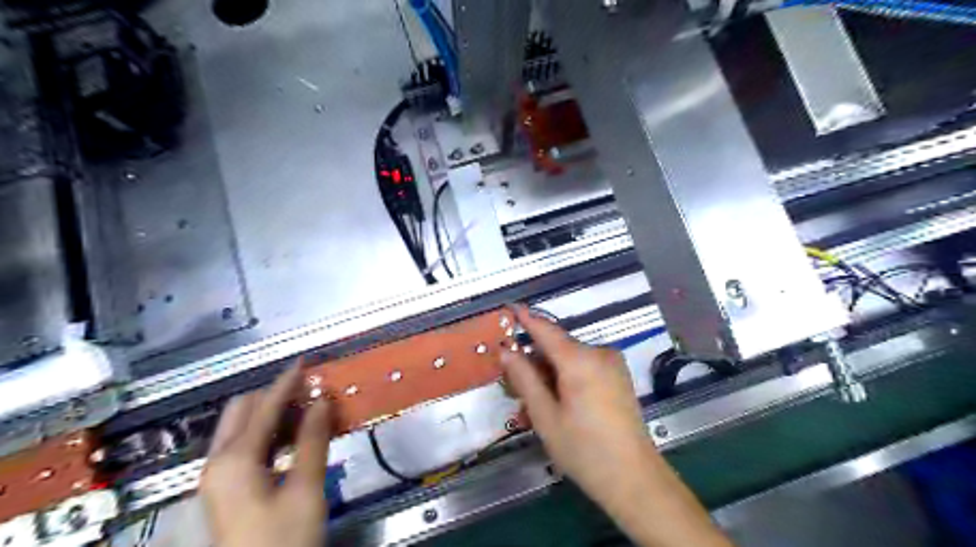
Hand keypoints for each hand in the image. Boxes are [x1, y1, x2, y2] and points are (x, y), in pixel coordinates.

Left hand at [201, 366, 330, 546]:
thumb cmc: (284, 540)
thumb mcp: (305, 488)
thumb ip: (313, 439)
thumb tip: (322, 400)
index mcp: (234, 460)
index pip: (264, 407)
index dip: (287, 382)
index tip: (306, 361)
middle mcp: (219, 463)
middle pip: (243, 411)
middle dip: (275, 395)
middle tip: (310, 389)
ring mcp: (220, 478)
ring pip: (244, 429)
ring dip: (274, 414)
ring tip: (310, 409)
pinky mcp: (228, 490)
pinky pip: (247, 447)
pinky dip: (270, 434)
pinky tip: (296, 437)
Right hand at [499, 305, 651, 509]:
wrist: (634, 479)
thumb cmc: (583, 449)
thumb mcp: (545, 415)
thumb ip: (524, 378)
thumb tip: (506, 351)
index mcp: (579, 359)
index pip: (546, 330)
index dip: (526, 319)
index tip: (509, 309)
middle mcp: (598, 354)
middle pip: (556, 349)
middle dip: (533, 365)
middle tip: (514, 392)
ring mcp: (612, 365)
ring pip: (569, 361)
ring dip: (548, 378)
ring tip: (533, 409)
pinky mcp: (618, 377)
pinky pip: (584, 370)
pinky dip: (566, 381)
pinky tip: (556, 406)